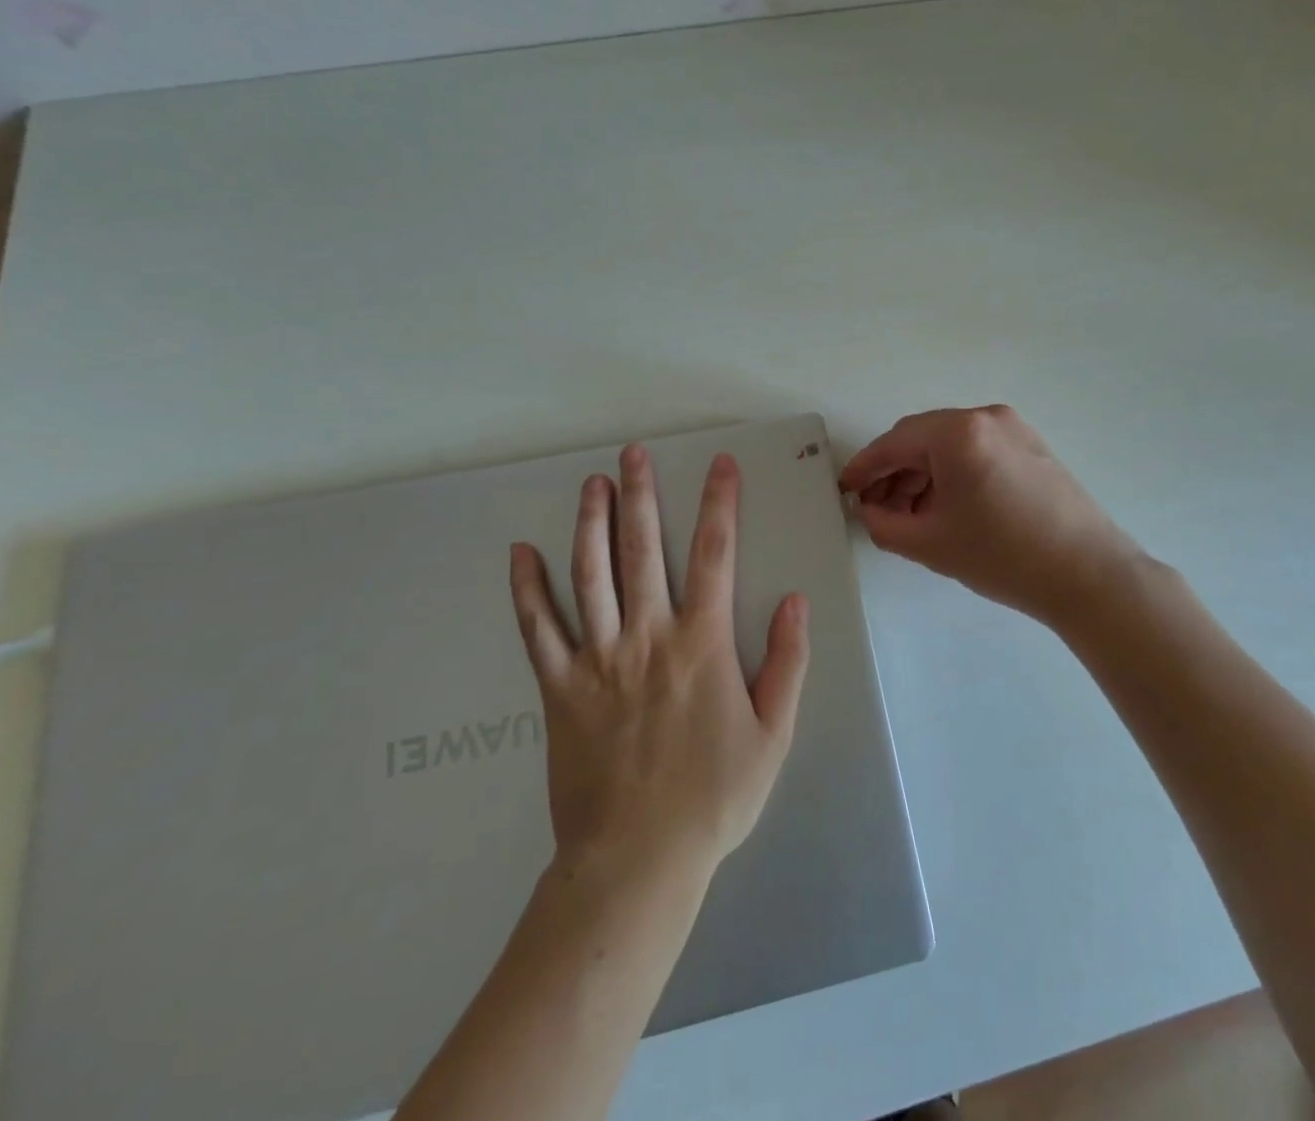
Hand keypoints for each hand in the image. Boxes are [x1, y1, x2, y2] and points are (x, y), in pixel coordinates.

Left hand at [508, 445, 809, 877]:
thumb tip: (794, 599)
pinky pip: (539, 630)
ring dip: (591, 524)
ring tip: (591, 484)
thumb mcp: (772, 734)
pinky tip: (520, 555)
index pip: (716, 555)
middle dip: (641, 495)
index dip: (720, 504)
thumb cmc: (714, 797)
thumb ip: (786, 662)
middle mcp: (649, 636)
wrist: (637, 861)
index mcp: (702, 643)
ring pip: (590, 575)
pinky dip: (527, 590)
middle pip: (644, 550)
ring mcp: (598, 659)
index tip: (720, 465)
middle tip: (634, 453)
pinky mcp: (560, 688)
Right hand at [839, 405, 1141, 623]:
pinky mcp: (1031, 446)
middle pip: (921, 439)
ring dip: (922, 474)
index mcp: (958, 433)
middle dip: (893, 472)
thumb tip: (868, 509)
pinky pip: (976, 451)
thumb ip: (883, 523)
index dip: (864, 467)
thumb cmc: (1003, 556)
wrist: (1088, 575)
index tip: (844, 488)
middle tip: (875, 507)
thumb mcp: (930, 544)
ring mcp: (1014, 429)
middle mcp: (986, 417)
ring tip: (909, 515)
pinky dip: (952, 473)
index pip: (894, 443)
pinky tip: (945, 507)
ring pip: (949, 445)